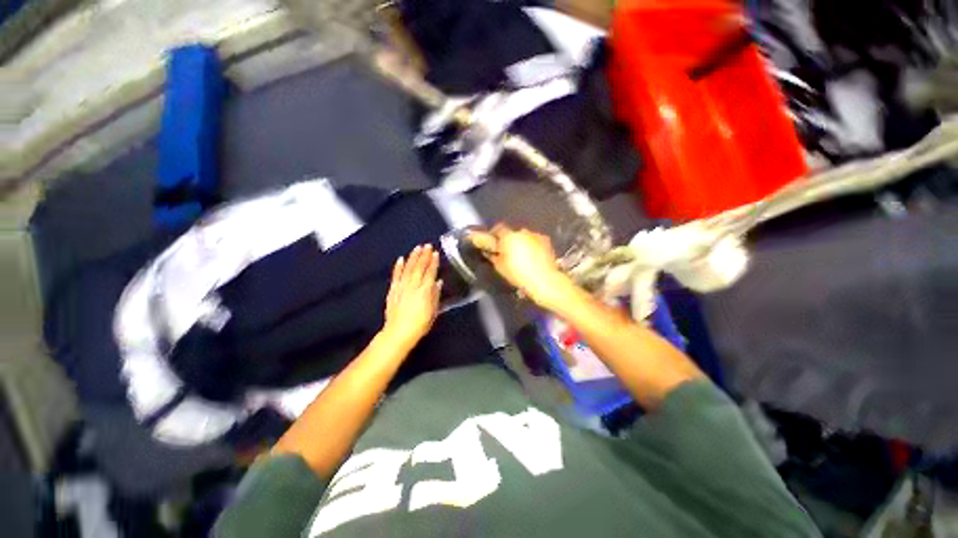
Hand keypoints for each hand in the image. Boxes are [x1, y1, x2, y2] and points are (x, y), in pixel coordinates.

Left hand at [382, 244, 441, 347]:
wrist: (398, 333)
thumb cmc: (420, 324)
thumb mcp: (433, 312)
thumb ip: (435, 296)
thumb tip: (438, 282)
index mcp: (424, 291)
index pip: (430, 273)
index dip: (433, 262)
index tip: (436, 253)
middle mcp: (413, 286)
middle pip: (419, 268)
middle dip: (424, 256)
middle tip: (427, 245)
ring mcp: (401, 287)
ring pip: (408, 269)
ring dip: (413, 257)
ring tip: (417, 248)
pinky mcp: (392, 290)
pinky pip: (396, 276)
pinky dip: (398, 267)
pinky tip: (401, 259)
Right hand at [472, 224, 572, 308]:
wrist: (544, 279)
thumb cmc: (519, 274)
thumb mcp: (500, 267)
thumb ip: (493, 257)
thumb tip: (490, 252)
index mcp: (508, 236)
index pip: (497, 229)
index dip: (494, 235)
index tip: (493, 243)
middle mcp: (522, 232)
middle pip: (512, 233)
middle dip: (509, 241)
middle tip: (508, 253)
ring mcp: (536, 235)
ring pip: (525, 237)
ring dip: (522, 243)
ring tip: (523, 257)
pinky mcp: (546, 241)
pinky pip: (535, 241)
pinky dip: (533, 246)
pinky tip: (534, 257)